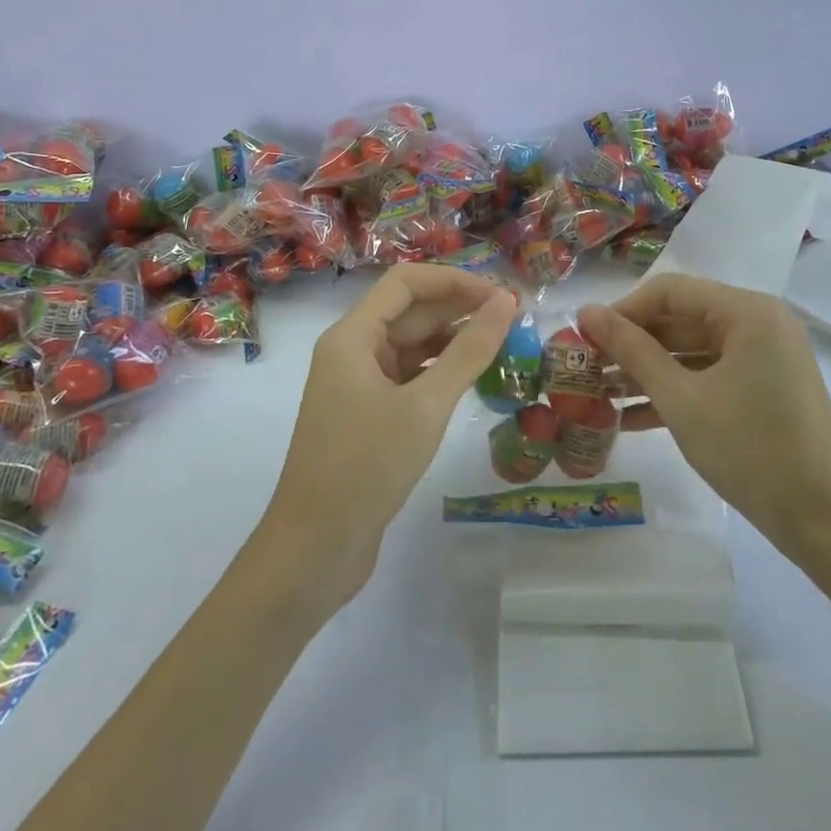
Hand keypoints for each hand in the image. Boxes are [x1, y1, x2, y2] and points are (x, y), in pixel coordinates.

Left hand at [263, 265, 515, 608]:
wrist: (314, 550)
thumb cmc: (366, 467)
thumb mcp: (425, 406)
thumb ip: (468, 352)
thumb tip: (505, 304)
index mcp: (353, 337)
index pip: (406, 282)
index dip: (454, 280)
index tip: (501, 296)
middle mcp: (352, 351)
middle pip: (410, 312)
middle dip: (460, 310)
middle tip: (515, 322)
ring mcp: (359, 385)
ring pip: (412, 346)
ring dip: (454, 342)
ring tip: (505, 347)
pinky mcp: (369, 415)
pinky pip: (410, 377)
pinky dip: (442, 373)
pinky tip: (476, 379)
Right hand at [580, 274, 830, 555]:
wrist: (823, 521)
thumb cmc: (749, 450)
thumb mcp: (681, 399)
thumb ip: (632, 351)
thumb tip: (587, 311)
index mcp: (748, 312)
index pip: (670, 291)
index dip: (623, 310)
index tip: (584, 338)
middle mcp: (760, 323)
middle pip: (681, 319)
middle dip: (632, 345)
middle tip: (587, 368)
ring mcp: (765, 357)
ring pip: (692, 352)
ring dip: (648, 372)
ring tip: (599, 395)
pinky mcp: (765, 388)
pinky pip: (711, 376)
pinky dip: (675, 392)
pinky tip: (630, 418)